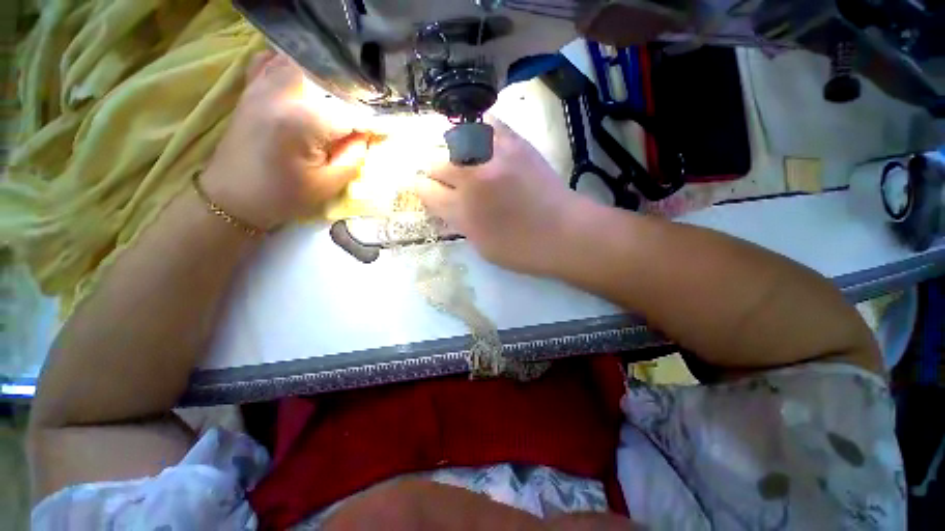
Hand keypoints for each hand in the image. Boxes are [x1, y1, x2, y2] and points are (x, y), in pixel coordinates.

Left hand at [202, 51, 369, 230]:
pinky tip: (305, 82)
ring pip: (303, 63)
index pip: (350, 114)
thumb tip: (366, 135)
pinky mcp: (251, 88)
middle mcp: (282, 93)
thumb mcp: (328, 184)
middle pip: (328, 78)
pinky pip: (273, 61)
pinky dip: (292, 65)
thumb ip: (353, 157)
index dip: (374, 123)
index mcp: (303, 122)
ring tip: (342, 97)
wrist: (232, 196)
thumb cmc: (283, 196)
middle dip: (353, 95)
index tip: (390, 129)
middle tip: (367, 113)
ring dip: (327, 78)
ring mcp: (262, 85)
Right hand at [416, 118, 580, 274]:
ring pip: (454, 139)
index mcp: (462, 210)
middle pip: (436, 162)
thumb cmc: (521, 249)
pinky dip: (476, 129)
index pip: (426, 190)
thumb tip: (446, 202)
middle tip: (438, 173)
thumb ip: (458, 221)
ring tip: (455, 155)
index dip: (419, 187)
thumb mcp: (480, 245)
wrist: (564, 232)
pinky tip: (477, 137)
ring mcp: (493, 156)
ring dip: (449, 148)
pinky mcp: (515, 143)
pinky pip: (486, 123)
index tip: (421, 186)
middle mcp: (472, 179)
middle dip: (432, 169)